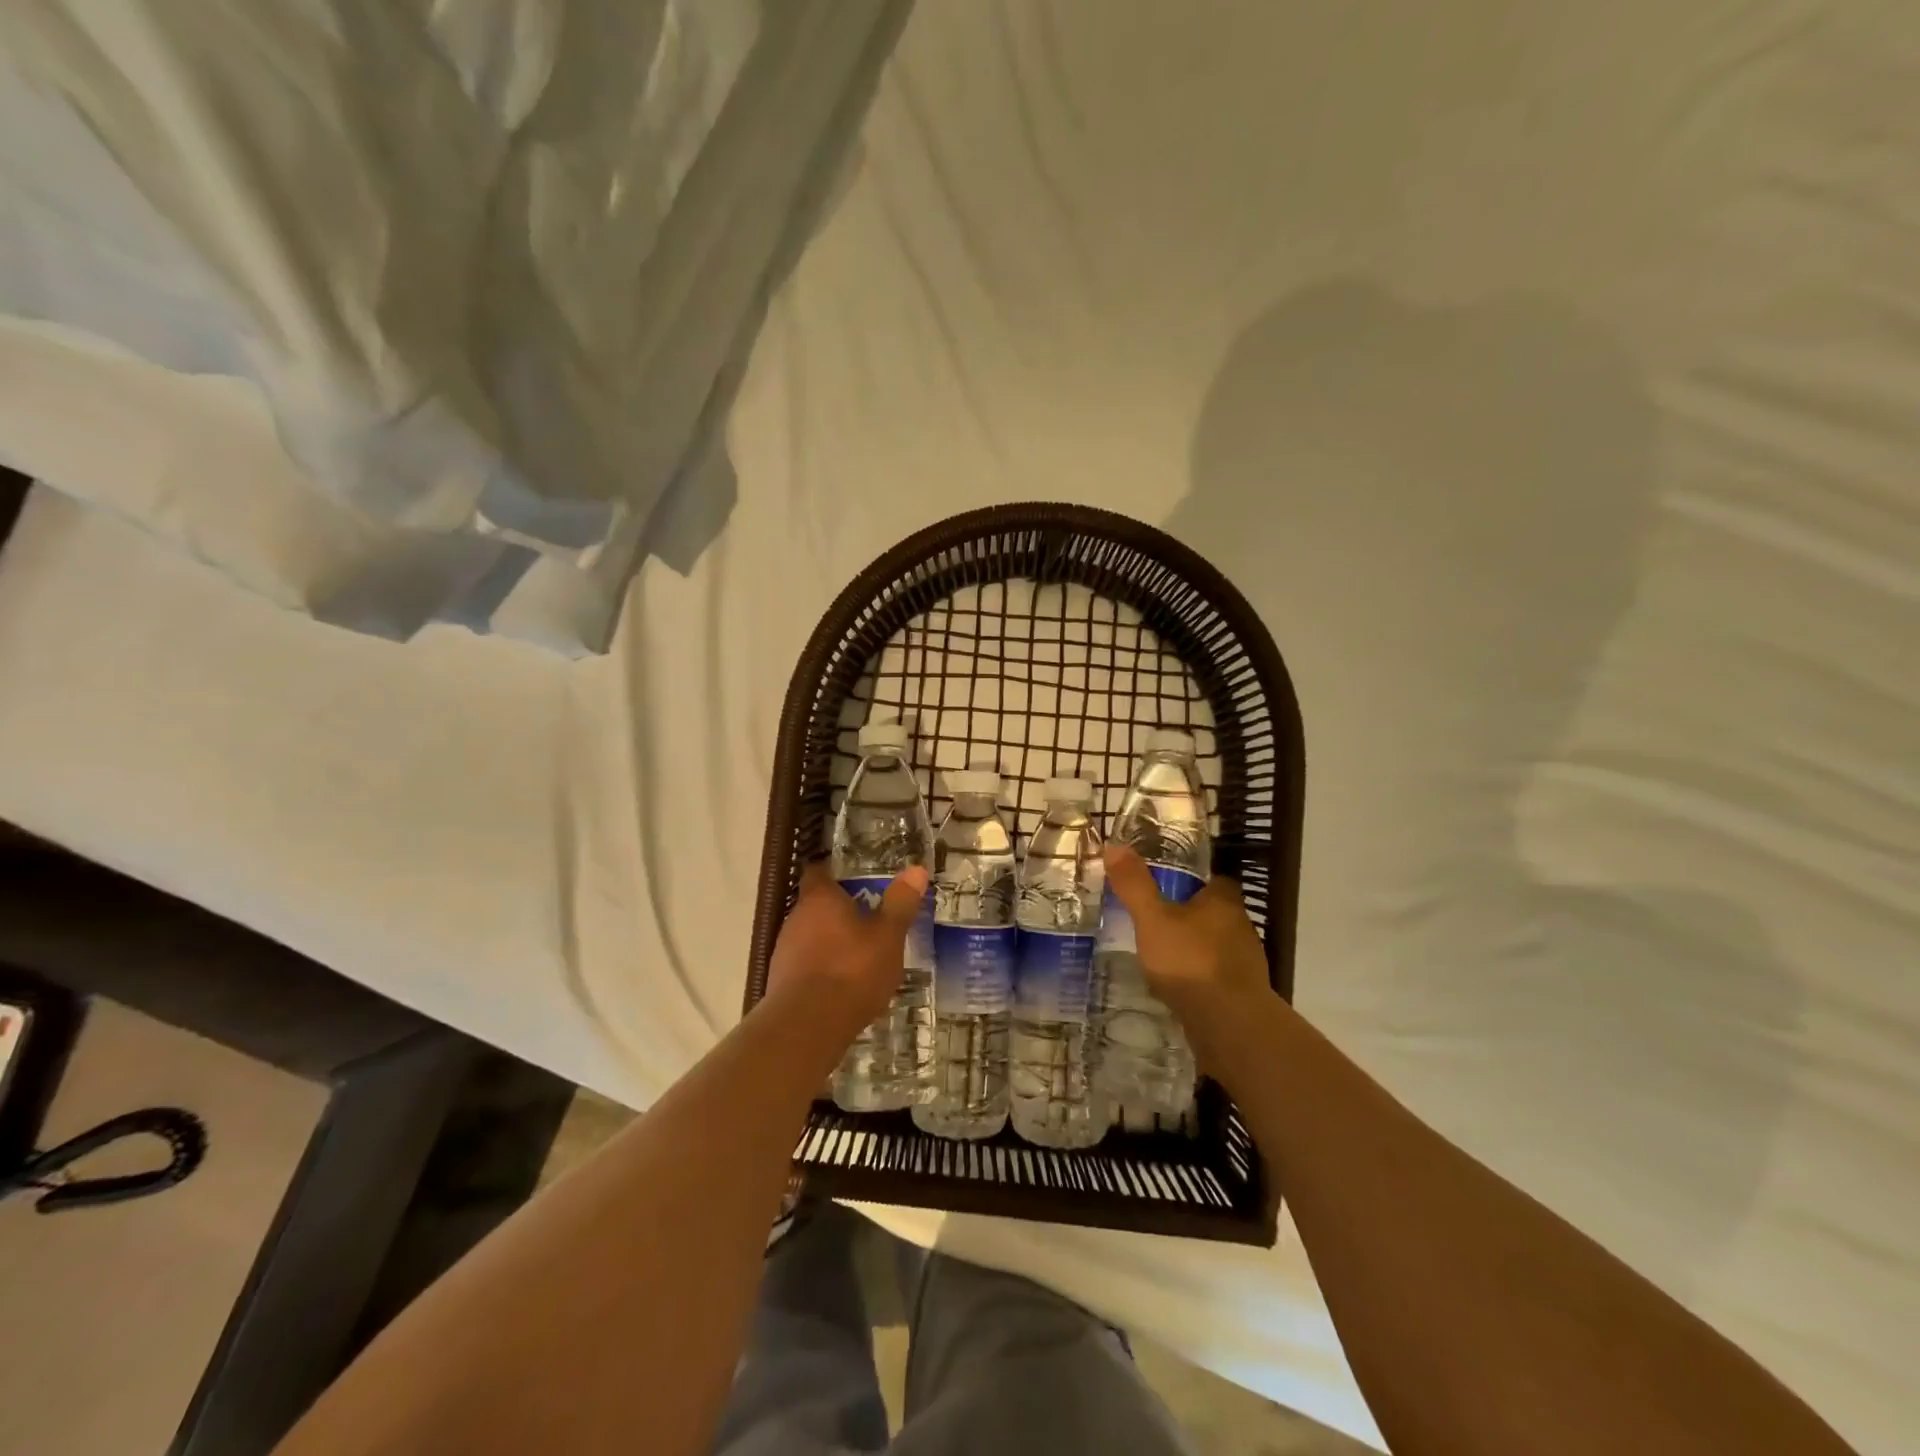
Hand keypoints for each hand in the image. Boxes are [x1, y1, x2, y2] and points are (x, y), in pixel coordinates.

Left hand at [765, 861, 928, 1033]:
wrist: (808, 1027)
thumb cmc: (852, 970)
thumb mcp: (888, 936)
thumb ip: (900, 903)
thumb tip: (916, 869)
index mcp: (819, 898)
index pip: (818, 871)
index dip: (834, 872)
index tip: (853, 877)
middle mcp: (795, 917)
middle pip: (815, 904)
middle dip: (838, 910)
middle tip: (867, 917)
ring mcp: (784, 951)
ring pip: (809, 935)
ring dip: (830, 940)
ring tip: (859, 953)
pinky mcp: (781, 982)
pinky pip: (805, 964)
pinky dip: (822, 967)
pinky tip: (842, 984)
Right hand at [1102, 845, 1271, 1034]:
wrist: (1229, 1024)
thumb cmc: (1190, 961)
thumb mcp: (1152, 919)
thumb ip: (1135, 885)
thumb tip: (1114, 845)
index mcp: (1223, 902)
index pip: (1215, 881)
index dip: (1195, 882)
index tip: (1170, 886)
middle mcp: (1241, 927)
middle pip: (1216, 913)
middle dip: (1192, 916)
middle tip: (1158, 920)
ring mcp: (1245, 963)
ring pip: (1217, 946)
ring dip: (1196, 948)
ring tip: (1164, 955)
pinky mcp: (1242, 994)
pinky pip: (1217, 976)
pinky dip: (1200, 978)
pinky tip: (1178, 987)